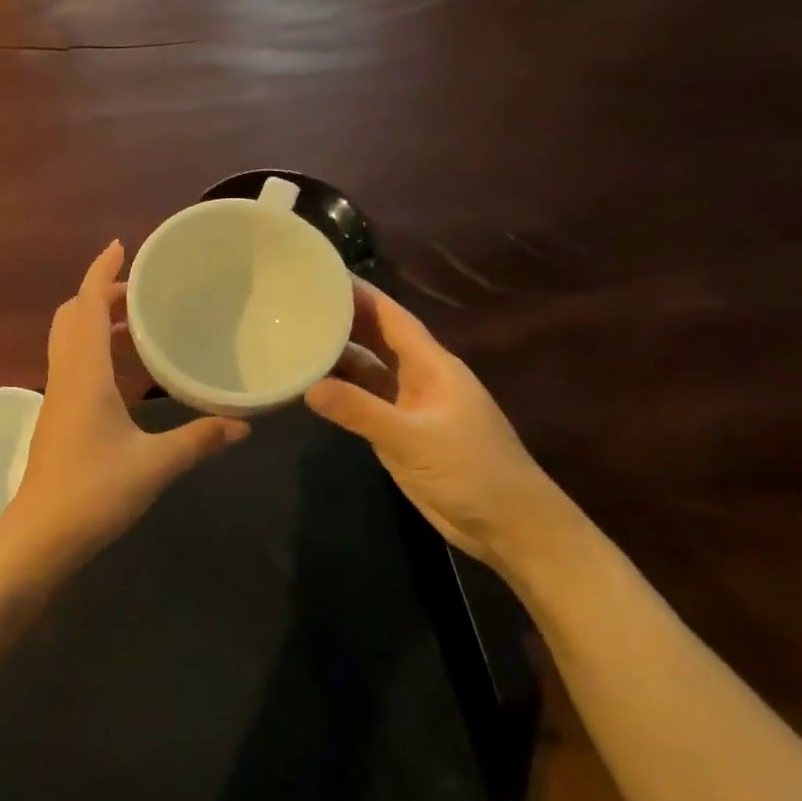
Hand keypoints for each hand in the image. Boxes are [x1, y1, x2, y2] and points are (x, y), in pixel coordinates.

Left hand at [6, 241, 248, 563]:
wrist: (41, 535)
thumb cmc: (94, 491)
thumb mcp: (155, 464)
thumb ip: (199, 439)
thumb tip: (244, 424)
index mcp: (83, 371)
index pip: (87, 304)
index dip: (101, 271)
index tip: (121, 246)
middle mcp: (65, 373)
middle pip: (74, 315)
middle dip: (102, 293)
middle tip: (144, 289)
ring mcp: (58, 395)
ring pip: (71, 340)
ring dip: (99, 321)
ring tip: (143, 322)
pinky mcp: (58, 415)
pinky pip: (75, 364)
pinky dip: (98, 350)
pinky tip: (129, 370)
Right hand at [305, 279, 577, 570]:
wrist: (508, 526)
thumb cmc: (473, 471)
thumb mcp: (414, 439)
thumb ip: (362, 412)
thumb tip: (308, 387)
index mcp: (432, 366)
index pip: (392, 318)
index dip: (362, 294)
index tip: (324, 274)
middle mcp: (419, 378)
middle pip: (376, 338)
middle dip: (342, 319)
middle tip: (297, 303)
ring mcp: (409, 406)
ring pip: (367, 370)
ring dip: (337, 356)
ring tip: (293, 338)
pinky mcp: (399, 432)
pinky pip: (363, 401)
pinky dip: (340, 392)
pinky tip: (310, 387)